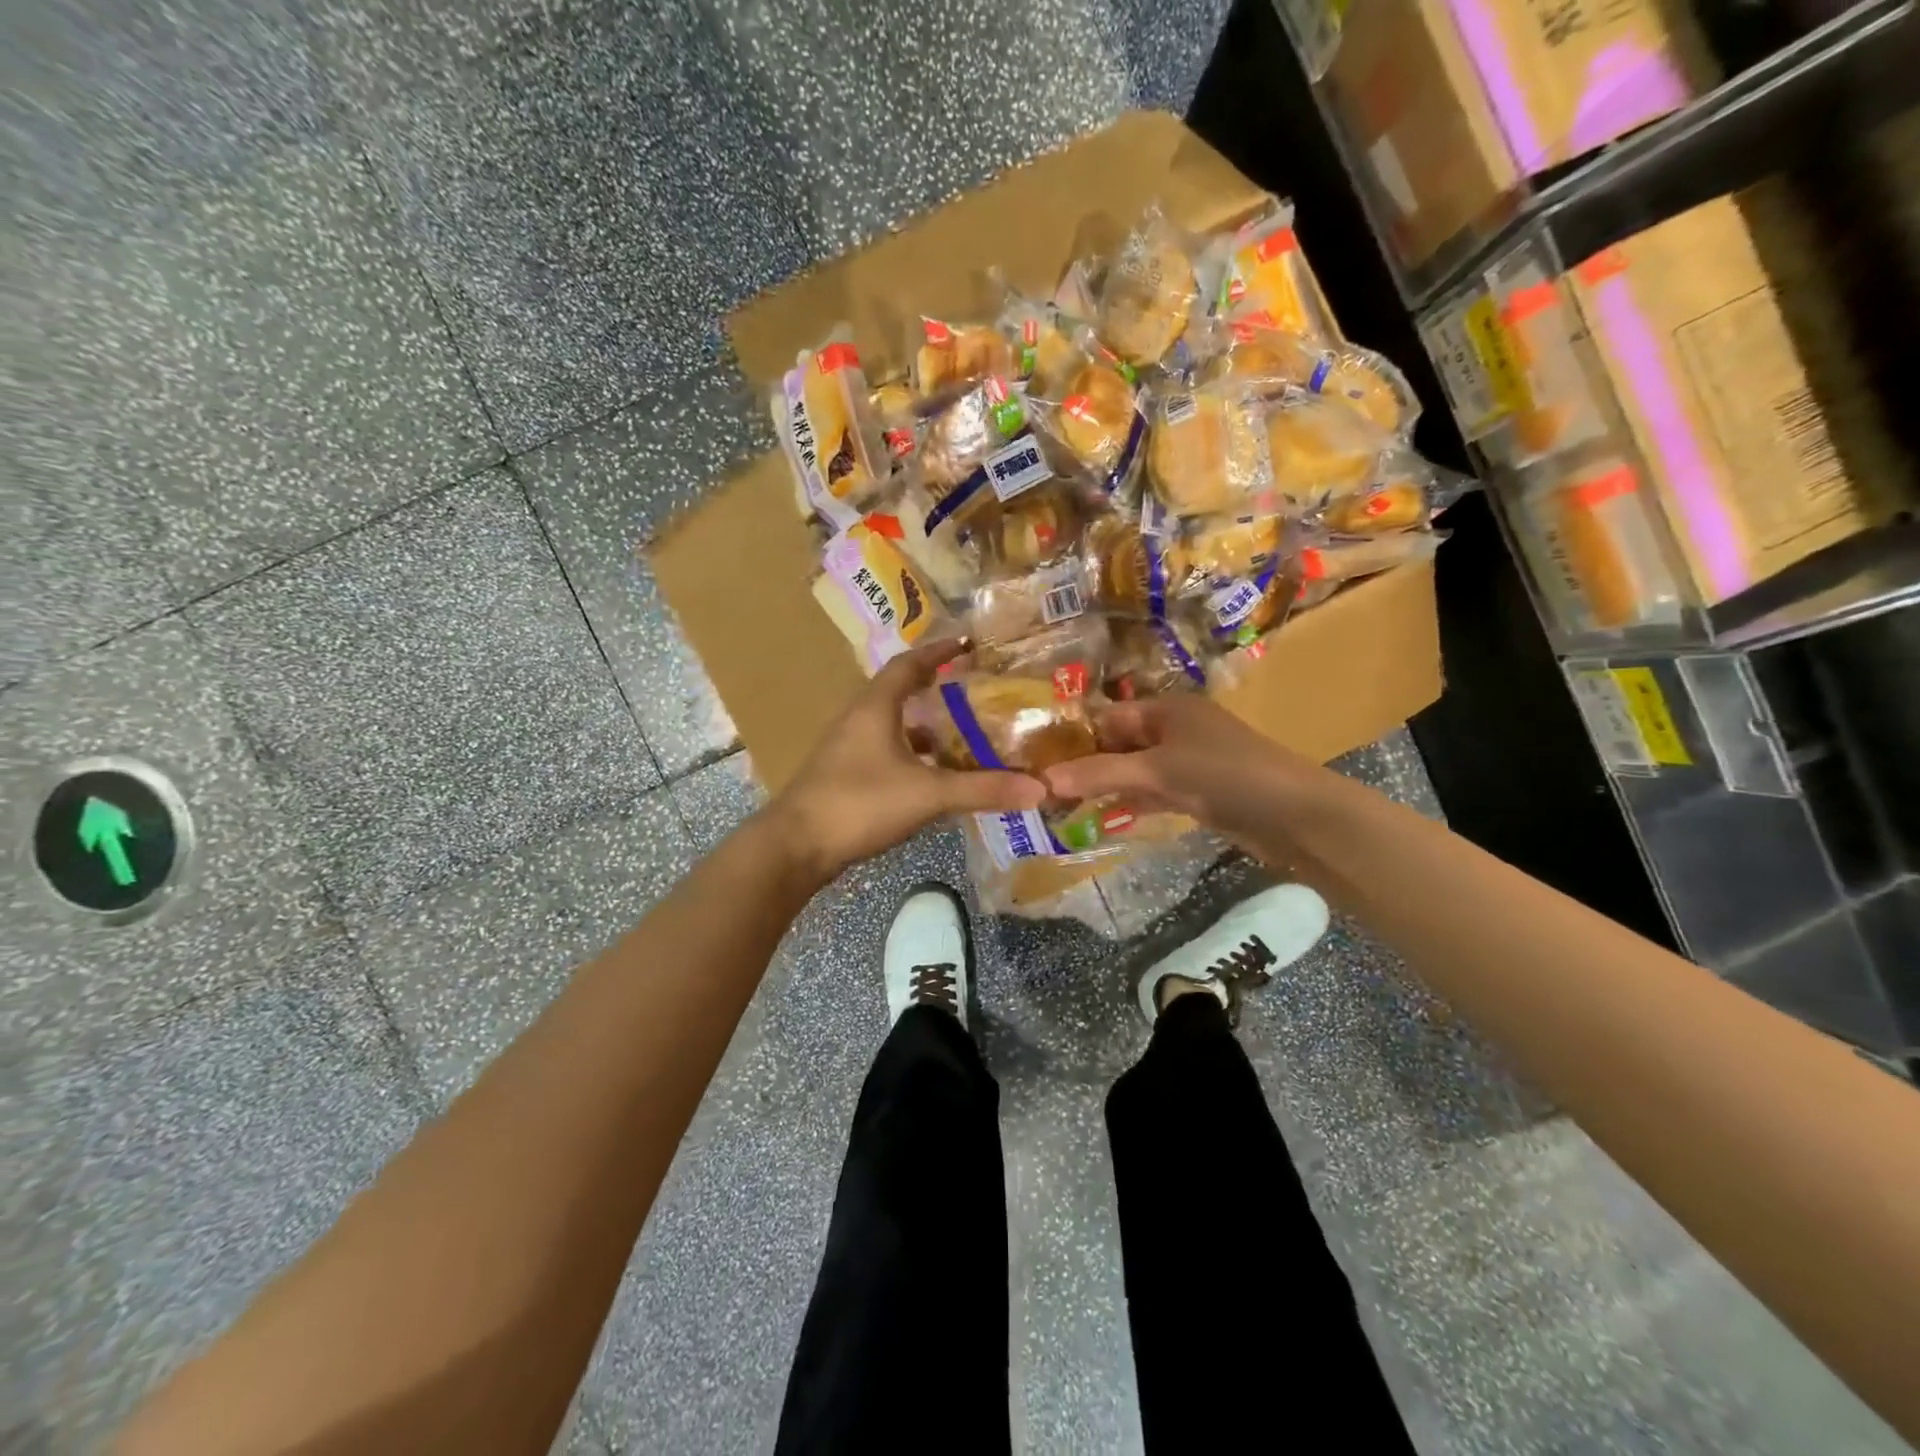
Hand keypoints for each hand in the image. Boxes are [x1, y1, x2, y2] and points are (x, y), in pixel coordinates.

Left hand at [765, 637, 1046, 882]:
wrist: (795, 846)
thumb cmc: (859, 803)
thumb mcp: (928, 794)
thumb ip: (982, 790)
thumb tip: (1039, 788)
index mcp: (875, 706)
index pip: (908, 664)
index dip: (938, 651)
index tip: (968, 643)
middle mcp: (858, 719)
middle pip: (899, 691)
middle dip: (936, 687)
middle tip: (974, 689)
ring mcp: (847, 749)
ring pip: (892, 725)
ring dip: (924, 726)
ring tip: (962, 734)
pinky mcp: (844, 776)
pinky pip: (886, 752)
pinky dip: (912, 755)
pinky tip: (933, 776)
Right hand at [1040, 693, 1313, 844]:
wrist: (1295, 815)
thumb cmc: (1224, 775)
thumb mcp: (1157, 771)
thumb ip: (1100, 775)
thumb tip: (1043, 780)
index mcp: (1167, 708)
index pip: (1108, 717)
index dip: (1075, 738)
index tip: (1039, 761)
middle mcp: (1175, 729)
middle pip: (1120, 744)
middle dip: (1086, 765)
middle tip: (1045, 789)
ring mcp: (1188, 762)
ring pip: (1135, 771)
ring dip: (1105, 787)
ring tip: (1063, 806)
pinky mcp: (1199, 792)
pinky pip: (1154, 793)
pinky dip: (1131, 803)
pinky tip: (1102, 818)